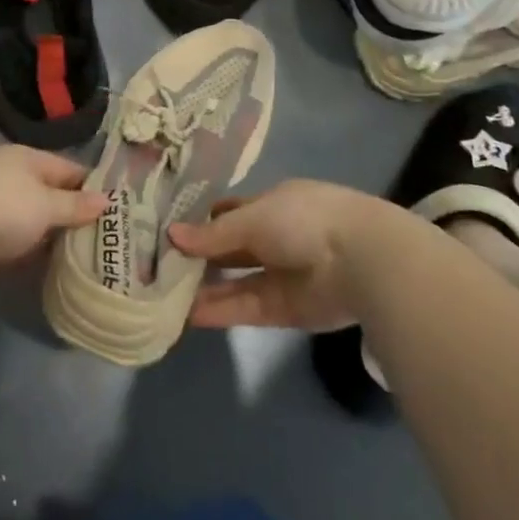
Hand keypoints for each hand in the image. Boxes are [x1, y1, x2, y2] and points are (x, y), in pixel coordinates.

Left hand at [0, 145, 105, 276]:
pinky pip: (13, 237)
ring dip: (49, 235)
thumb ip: (75, 205)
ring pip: (31, 218)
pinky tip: (44, 267)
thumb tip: (107, 199)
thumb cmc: (0, 209)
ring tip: (80, 257)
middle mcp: (11, 175)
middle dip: (73, 215)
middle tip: (104, 240)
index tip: (117, 211)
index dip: (94, 188)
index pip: (71, 170)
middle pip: (51, 194)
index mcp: (30, 159)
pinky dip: (27, 249)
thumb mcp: (45, 206)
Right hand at [168, 179, 396, 330]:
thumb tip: (172, 235)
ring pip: (234, 281)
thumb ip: (213, 234)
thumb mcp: (252, 218)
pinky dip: (219, 311)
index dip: (202, 220)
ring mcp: (279, 275)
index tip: (169, 229)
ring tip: (164, 295)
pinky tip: (187, 315)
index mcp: (271, 204)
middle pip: (230, 249)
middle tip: (158, 266)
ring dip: (204, 287)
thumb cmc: (303, 220)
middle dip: (199, 257)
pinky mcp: (283, 310)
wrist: (359, 260)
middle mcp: (274, 238)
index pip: (230, 212)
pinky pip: (244, 308)